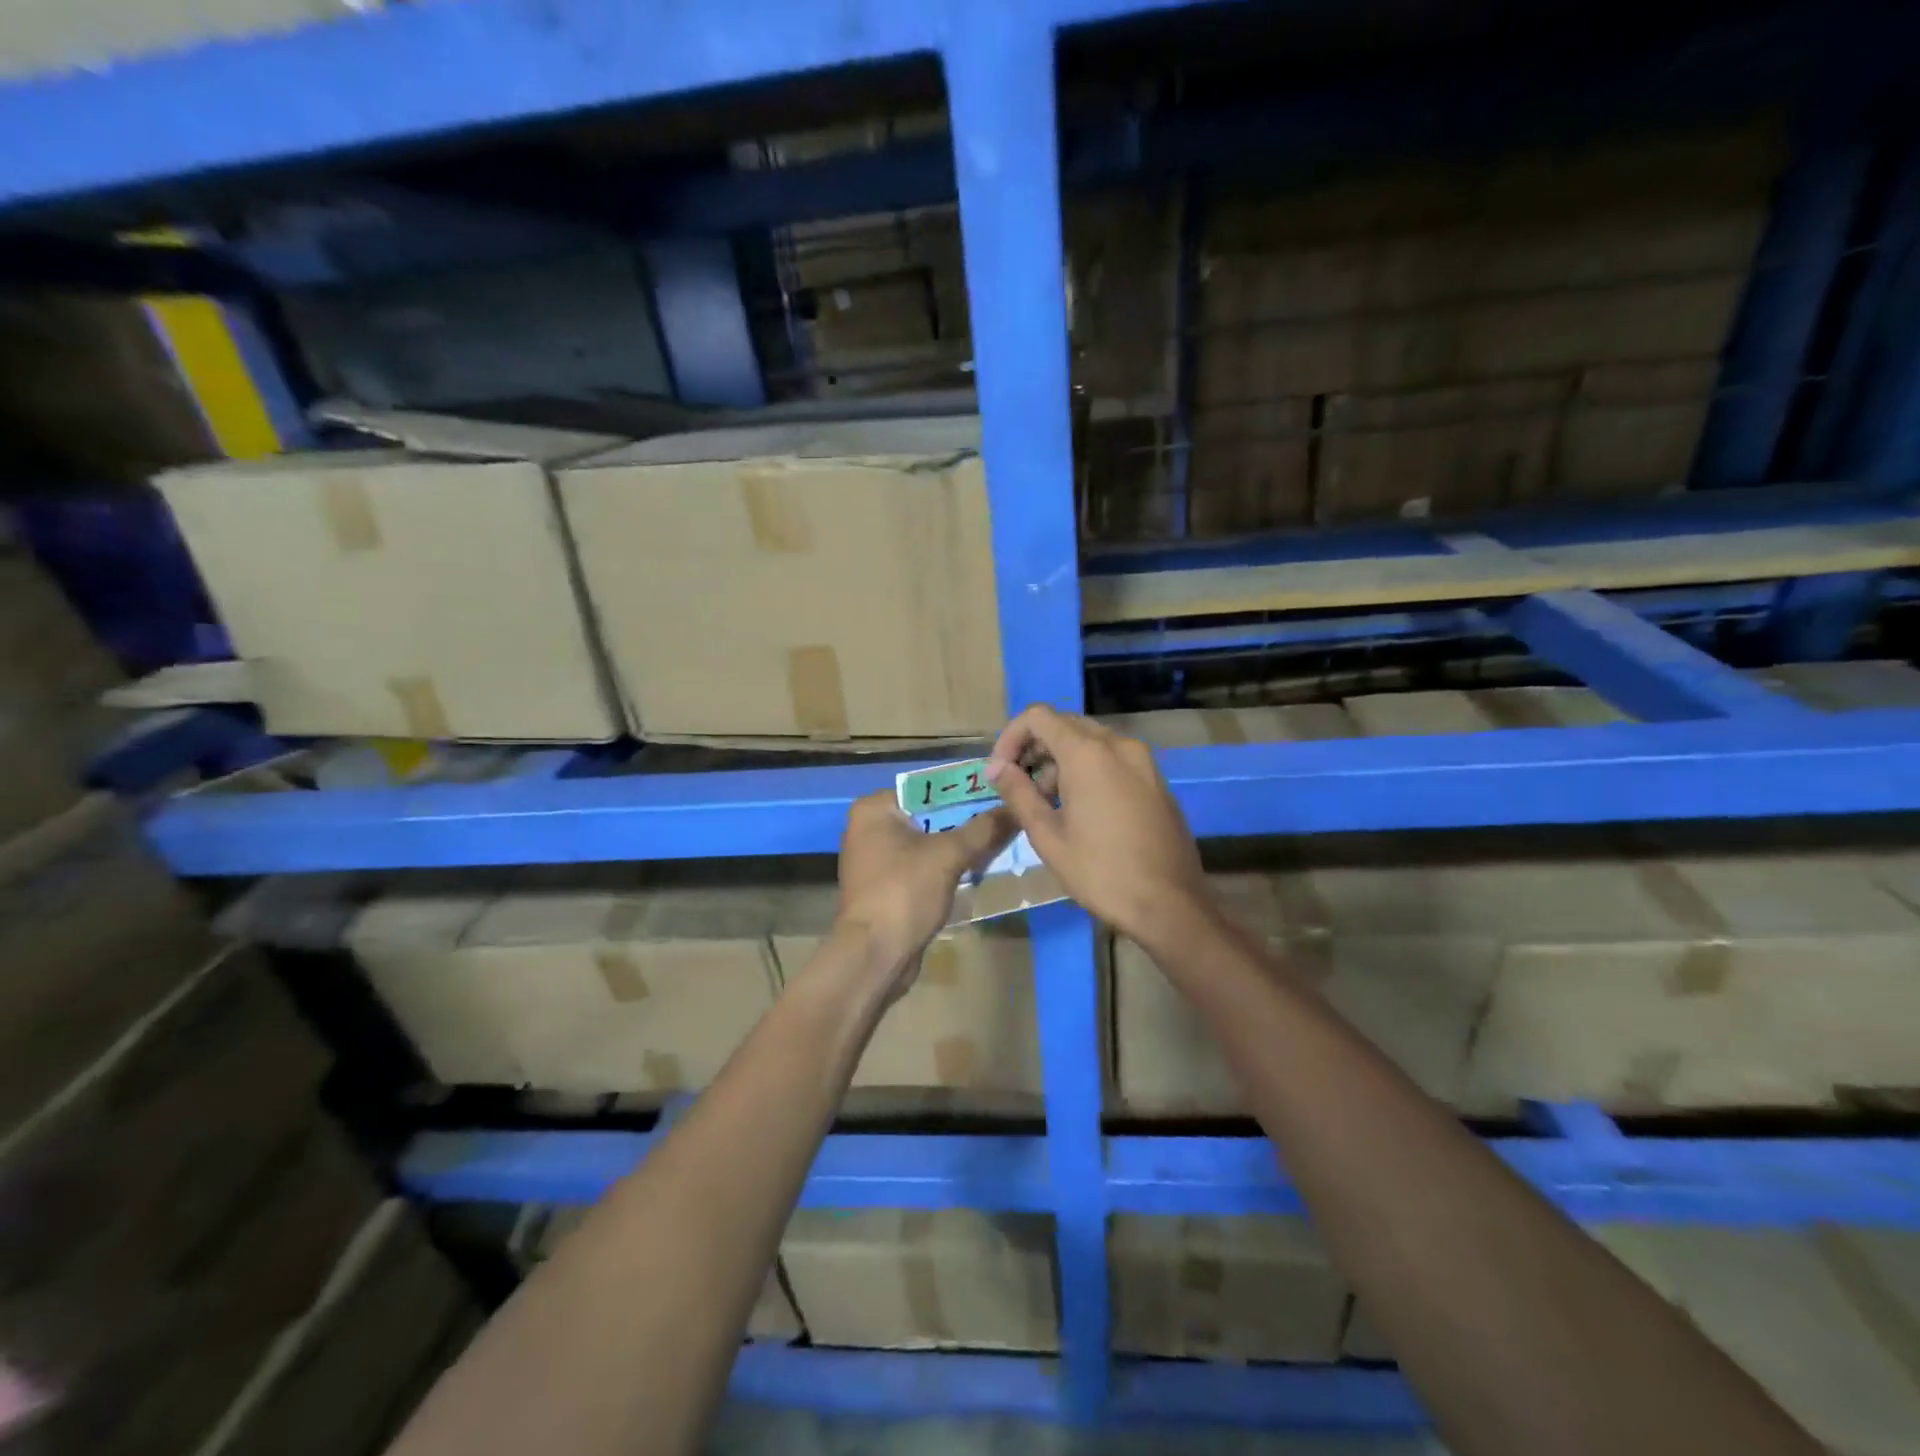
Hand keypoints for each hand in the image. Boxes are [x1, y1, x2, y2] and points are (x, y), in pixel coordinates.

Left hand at [833, 788, 1015, 989]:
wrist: (874, 955)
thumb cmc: (904, 891)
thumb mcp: (949, 855)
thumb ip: (983, 829)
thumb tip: (1016, 808)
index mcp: (874, 809)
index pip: (927, 788)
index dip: (965, 791)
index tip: (999, 795)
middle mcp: (869, 827)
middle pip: (929, 815)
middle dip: (965, 820)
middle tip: (1004, 820)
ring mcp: (875, 859)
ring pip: (928, 842)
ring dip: (959, 845)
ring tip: (998, 843)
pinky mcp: (886, 886)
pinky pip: (922, 865)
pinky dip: (946, 867)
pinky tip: (977, 869)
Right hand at [985, 705, 1207, 945]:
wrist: (1171, 904)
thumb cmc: (1101, 872)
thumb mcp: (1048, 836)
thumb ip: (1019, 794)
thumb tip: (997, 768)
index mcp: (1088, 753)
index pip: (1038, 717)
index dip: (1011, 737)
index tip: (1000, 771)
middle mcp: (1118, 745)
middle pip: (1065, 725)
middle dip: (1035, 748)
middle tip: (1019, 786)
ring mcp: (1143, 761)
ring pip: (1091, 741)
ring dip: (1061, 761)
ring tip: (1047, 804)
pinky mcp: (1156, 780)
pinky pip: (1113, 758)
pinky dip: (1089, 769)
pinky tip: (1081, 810)